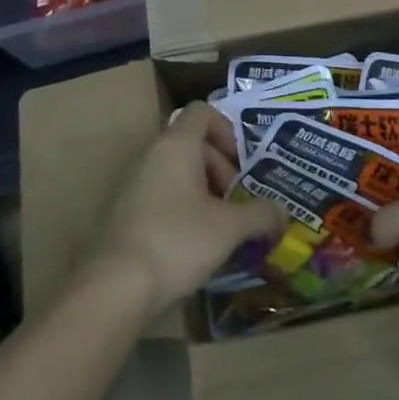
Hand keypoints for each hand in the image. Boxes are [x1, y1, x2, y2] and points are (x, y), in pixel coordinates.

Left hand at [86, 103, 285, 321]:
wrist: (115, 287)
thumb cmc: (177, 241)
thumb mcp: (229, 228)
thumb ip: (260, 215)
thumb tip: (284, 213)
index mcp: (176, 145)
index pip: (202, 112)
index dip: (226, 130)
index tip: (242, 163)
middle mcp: (151, 154)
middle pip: (190, 143)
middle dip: (219, 167)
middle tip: (236, 202)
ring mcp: (133, 182)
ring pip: (175, 171)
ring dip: (201, 190)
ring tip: (219, 226)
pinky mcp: (123, 211)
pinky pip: (159, 194)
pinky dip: (180, 207)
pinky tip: (193, 244)